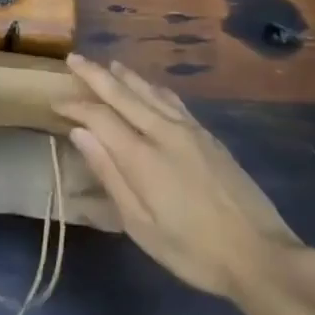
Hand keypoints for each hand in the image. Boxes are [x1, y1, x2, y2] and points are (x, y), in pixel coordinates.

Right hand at [55, 54, 307, 303]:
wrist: (260, 254)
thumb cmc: (193, 250)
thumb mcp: (141, 225)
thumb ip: (110, 175)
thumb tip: (80, 133)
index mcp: (142, 155)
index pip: (100, 116)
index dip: (75, 106)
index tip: (55, 100)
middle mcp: (164, 132)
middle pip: (123, 93)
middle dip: (95, 75)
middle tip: (74, 59)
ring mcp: (190, 130)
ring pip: (150, 91)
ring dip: (126, 76)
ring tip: (108, 65)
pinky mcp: (208, 136)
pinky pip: (173, 100)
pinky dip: (153, 88)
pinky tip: (150, 88)